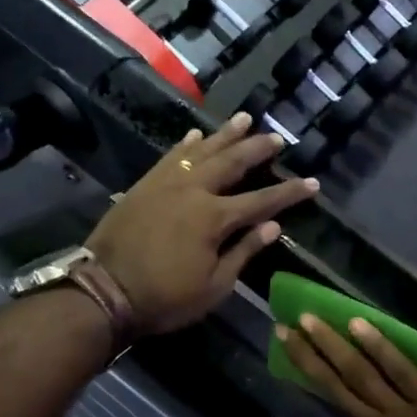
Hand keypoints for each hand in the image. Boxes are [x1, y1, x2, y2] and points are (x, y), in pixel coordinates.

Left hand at [87, 113, 318, 335]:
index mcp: (215, 218)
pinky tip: (196, 136)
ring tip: (244, 119)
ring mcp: (166, 184)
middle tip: (277, 138)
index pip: (262, 201)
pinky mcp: (144, 185)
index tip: (311, 182)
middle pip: (232, 163)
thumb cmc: (165, 297)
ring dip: (225, 135)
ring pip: (202, 151)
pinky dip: (186, 145)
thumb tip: (273, 227)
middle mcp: (194, 191)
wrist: (104, 291)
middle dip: (257, 149)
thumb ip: (244, 251)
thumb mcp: (214, 286)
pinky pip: (170, 157)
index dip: (289, 193)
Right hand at [278, 313, 416, 416]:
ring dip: (330, 345)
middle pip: (336, 390)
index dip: (334, 402)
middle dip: (307, 360)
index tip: (317, 375)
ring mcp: (401, 415)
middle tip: (283, 332)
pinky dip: (377, 345)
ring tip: (307, 320)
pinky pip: (400, 369)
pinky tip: (356, 323)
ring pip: (358, 374)